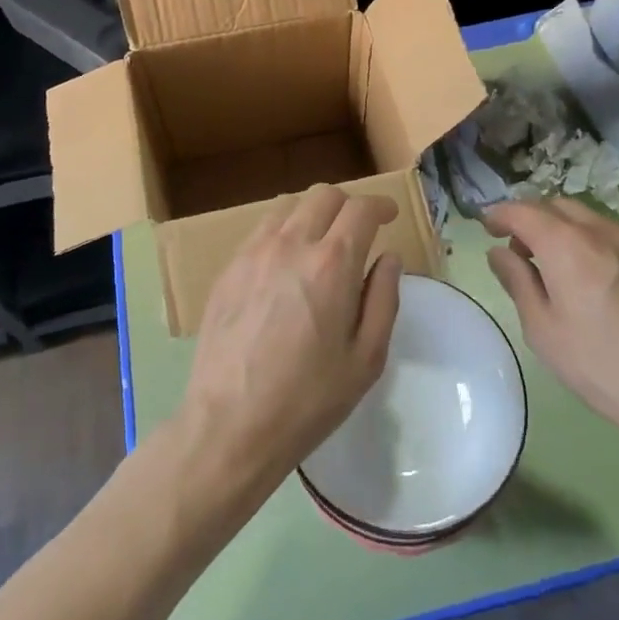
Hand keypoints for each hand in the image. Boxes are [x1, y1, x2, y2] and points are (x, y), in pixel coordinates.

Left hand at [178, 185, 401, 494]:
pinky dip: (283, 231)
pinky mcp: (228, 268)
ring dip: (313, 213)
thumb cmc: (308, 400)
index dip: (380, 205)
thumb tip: (388, 258)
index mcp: (332, 264)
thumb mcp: (366, 359)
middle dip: (348, 204)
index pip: (360, 209)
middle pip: (323, 194)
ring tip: (321, 242)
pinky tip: (285, 262)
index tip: (389, 215)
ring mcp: (253, 252)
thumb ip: (383, 299)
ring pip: (289, 206)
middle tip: (358, 229)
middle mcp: (291, 244)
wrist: (229, 424)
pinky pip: (261, 230)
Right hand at [483, 197, 618, 484]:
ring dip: (567, 231)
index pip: (523, 211)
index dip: (499, 213)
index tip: (487, 225)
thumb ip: (518, 283)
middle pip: (558, 206)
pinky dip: (599, 246)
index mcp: (567, 246)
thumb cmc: (607, 370)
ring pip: (593, 220)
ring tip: (562, 267)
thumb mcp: (545, 333)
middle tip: (521, 249)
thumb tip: (498, 252)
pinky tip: (605, 284)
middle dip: (533, 218)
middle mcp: (604, 232)